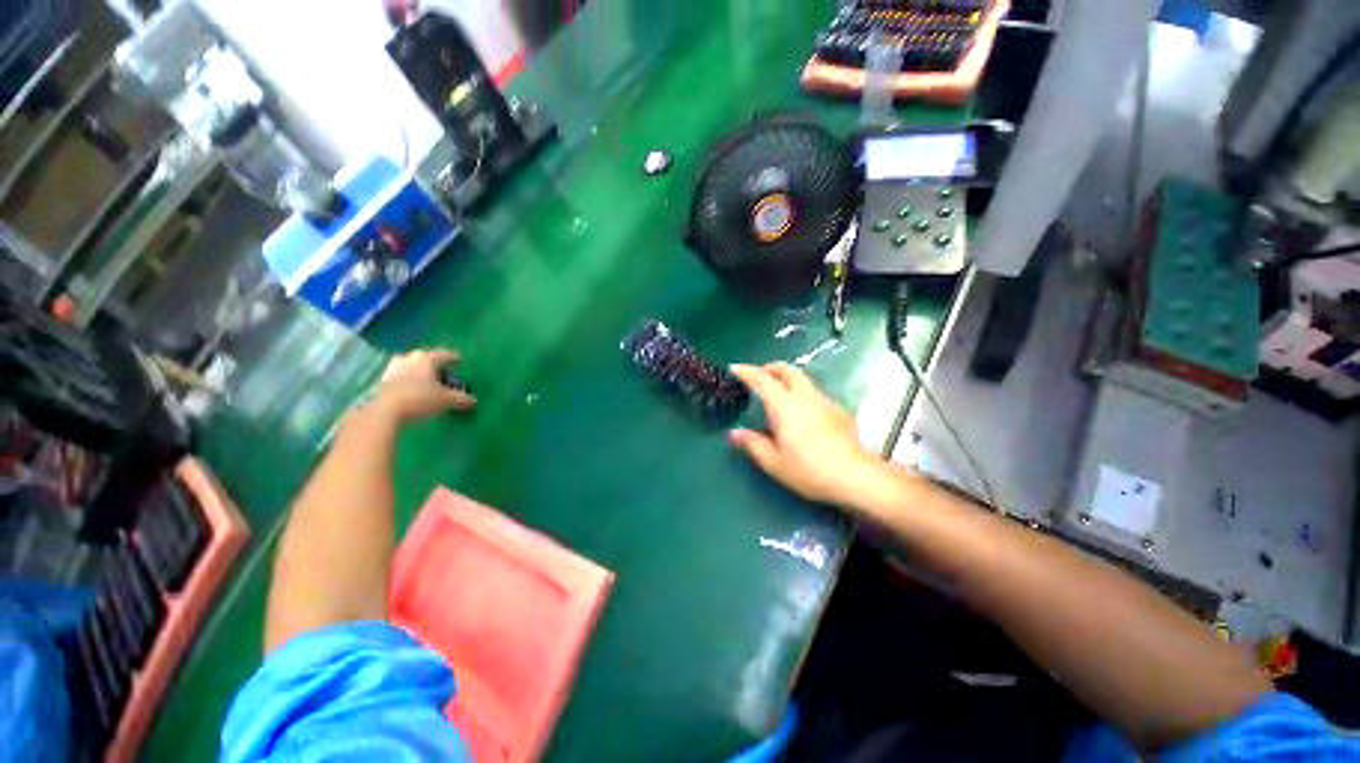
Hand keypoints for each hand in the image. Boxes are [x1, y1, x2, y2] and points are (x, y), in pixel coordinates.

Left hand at [371, 349, 475, 421]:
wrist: (384, 411)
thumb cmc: (420, 398)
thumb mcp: (447, 400)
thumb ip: (461, 398)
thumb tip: (473, 400)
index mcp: (426, 358)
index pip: (445, 354)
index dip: (454, 358)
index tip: (460, 361)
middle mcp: (409, 358)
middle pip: (426, 359)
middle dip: (435, 366)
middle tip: (444, 374)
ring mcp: (392, 368)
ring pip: (411, 367)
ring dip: (420, 373)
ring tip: (428, 383)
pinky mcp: (381, 381)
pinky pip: (401, 377)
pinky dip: (409, 382)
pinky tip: (414, 391)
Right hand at [728, 363, 897, 508]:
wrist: (856, 476)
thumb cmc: (809, 469)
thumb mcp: (773, 462)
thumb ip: (752, 443)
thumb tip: (734, 433)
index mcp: (784, 404)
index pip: (761, 379)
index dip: (746, 371)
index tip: (734, 368)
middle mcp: (805, 396)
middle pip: (787, 370)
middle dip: (770, 368)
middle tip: (758, 378)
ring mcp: (824, 401)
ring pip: (803, 380)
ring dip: (787, 381)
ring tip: (777, 398)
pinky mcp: (838, 411)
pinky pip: (814, 394)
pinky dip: (801, 395)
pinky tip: (801, 417)